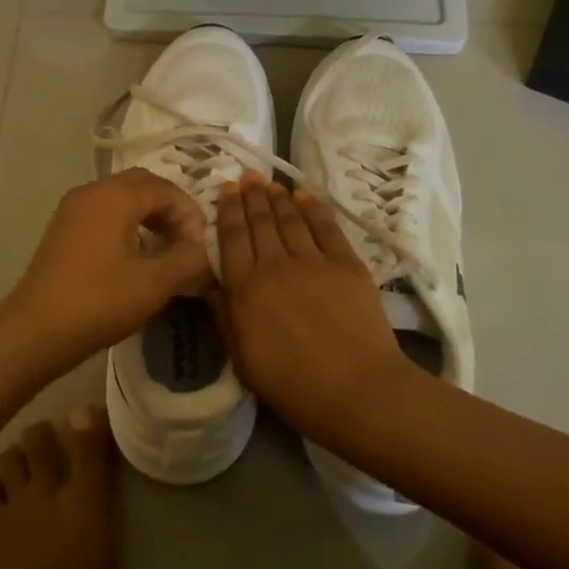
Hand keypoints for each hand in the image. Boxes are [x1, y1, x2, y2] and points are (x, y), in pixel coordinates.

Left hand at [0, 168, 211, 375]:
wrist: (35, 331)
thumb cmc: (99, 302)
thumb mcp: (155, 283)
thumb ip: (189, 259)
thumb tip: (205, 249)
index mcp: (115, 195)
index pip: (166, 189)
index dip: (191, 214)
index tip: (200, 248)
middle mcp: (92, 191)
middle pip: (143, 185)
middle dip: (171, 209)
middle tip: (187, 242)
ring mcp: (73, 208)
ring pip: (122, 197)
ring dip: (150, 216)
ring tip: (166, 250)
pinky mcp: (63, 228)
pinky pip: (104, 212)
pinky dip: (127, 223)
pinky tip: (135, 256)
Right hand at [211, 171, 410, 444]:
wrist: (358, 392)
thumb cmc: (294, 386)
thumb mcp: (244, 361)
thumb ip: (225, 318)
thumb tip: (210, 284)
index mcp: (246, 290)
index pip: (232, 238)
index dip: (227, 210)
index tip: (225, 189)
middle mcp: (275, 265)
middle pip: (259, 222)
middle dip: (250, 196)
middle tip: (246, 177)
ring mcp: (313, 261)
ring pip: (290, 219)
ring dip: (278, 197)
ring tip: (269, 183)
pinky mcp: (346, 263)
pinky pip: (326, 226)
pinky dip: (313, 207)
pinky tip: (304, 195)